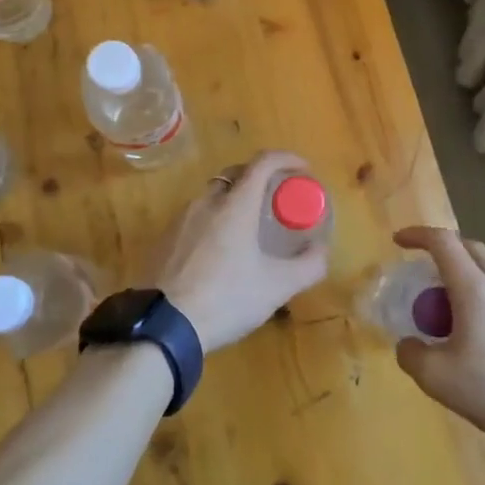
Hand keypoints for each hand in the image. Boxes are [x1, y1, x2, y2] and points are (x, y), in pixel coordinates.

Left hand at [145, 150, 328, 353]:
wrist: (162, 326)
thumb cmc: (226, 299)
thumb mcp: (277, 287)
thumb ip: (308, 266)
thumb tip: (322, 250)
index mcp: (235, 206)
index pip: (262, 163)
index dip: (286, 159)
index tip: (303, 170)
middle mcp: (205, 203)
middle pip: (234, 175)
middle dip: (258, 177)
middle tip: (275, 199)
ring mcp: (179, 220)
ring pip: (211, 197)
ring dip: (233, 201)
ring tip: (247, 228)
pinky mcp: (162, 239)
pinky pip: (193, 218)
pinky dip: (212, 221)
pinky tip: (217, 252)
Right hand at [391, 226, 484, 446]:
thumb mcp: (437, 378)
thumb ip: (412, 355)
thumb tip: (408, 344)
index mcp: (475, 288)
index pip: (444, 242)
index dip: (418, 235)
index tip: (399, 241)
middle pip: (471, 248)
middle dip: (445, 250)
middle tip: (425, 272)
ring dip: (467, 275)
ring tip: (452, 307)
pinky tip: (482, 333)